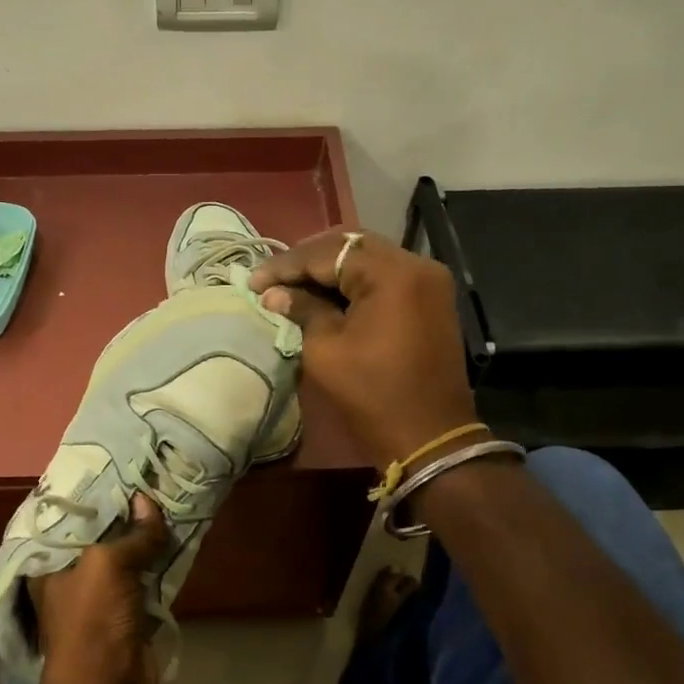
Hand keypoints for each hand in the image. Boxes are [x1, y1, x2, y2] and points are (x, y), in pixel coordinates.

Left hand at [29, 493, 168, 683]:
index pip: (70, 519)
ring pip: (128, 556)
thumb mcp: (107, 566)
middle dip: (126, 513)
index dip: (92, 495)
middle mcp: (74, 576)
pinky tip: (179, 535)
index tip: (118, 468)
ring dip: (147, 536)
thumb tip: (147, 501)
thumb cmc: (92, 621)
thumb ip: (132, 534)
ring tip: (171, 497)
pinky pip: (147, 578)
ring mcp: (104, 596)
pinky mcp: (131, 614)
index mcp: (52, 563)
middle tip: (152, 477)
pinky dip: (161, 561)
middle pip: (103, 536)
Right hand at [249, 228, 479, 473]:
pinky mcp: (430, 299)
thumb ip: (301, 310)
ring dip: (330, 269)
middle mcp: (415, 264)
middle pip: (351, 246)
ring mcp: (428, 280)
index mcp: (391, 273)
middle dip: (308, 260)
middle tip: (272, 278)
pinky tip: (325, 294)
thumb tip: (273, 293)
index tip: (253, 281)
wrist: (430, 437)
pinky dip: (354, 281)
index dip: (286, 266)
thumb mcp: (326, 350)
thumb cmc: (373, 394)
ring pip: (368, 258)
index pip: (328, 254)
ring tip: (292, 284)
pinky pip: (385, 276)